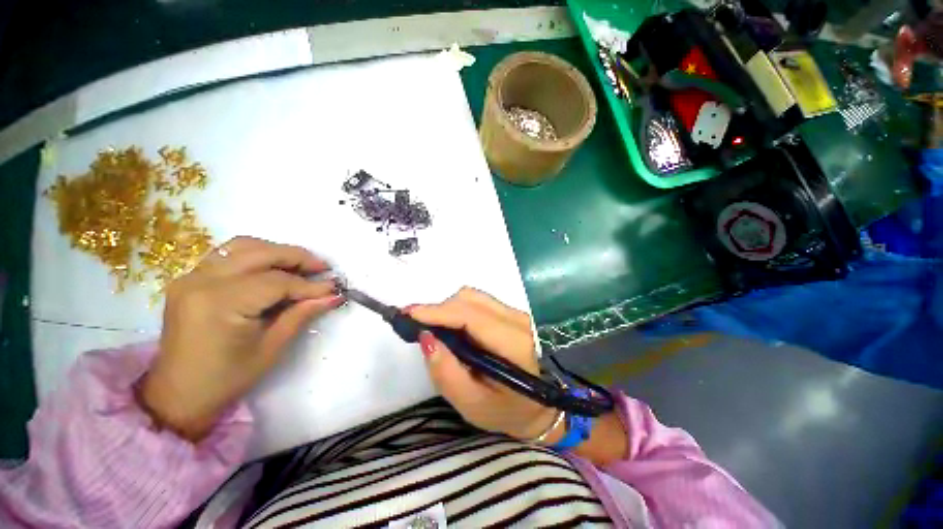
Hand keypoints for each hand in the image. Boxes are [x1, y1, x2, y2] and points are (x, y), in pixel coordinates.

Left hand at [138, 236, 342, 441]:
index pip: (275, 282)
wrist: (178, 394)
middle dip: (297, 258)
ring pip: (243, 246)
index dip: (309, 285)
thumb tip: (333, 296)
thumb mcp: (271, 348)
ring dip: (277, 252)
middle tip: (323, 269)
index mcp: (219, 304)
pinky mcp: (190, 279)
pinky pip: (228, 255)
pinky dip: (256, 256)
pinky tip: (273, 269)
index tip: (334, 288)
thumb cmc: (227, 378)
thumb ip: (302, 315)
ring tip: (301, 267)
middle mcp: (201, 282)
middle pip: (259, 253)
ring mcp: (191, 277)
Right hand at [407, 288, 558, 440]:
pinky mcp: (510, 313)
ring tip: (434, 329)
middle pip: (469, 299)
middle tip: (417, 326)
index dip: (438, 311)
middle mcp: (517, 320)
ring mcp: (515, 313)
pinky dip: (458, 310)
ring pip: (472, 297)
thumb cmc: (504, 411)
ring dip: (448, 309)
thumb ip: (446, 372)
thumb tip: (425, 337)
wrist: (536, 406)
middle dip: (439, 310)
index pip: (471, 316)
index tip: (408, 313)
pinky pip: (477, 302)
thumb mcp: (471, 403)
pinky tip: (451, 327)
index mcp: (513, 344)